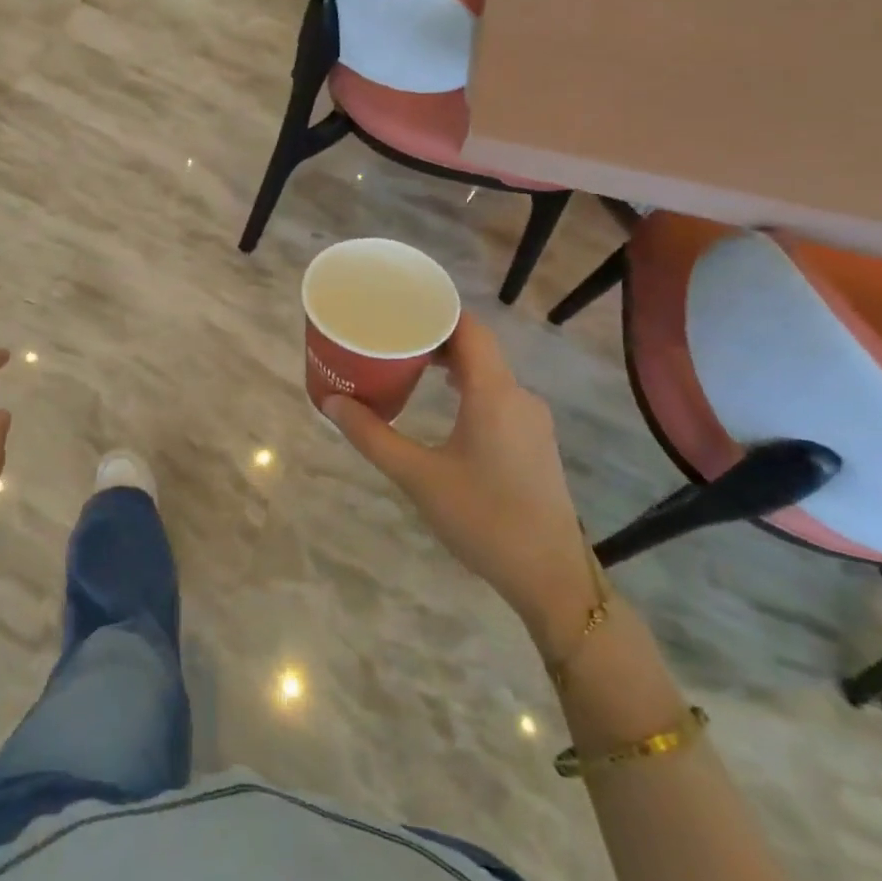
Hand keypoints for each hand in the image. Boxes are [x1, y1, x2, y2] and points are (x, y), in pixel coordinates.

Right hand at [325, 315, 596, 645]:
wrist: (550, 576)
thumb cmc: (483, 519)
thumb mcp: (418, 477)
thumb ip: (372, 436)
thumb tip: (331, 402)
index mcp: (494, 393)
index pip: (469, 328)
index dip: (436, 309)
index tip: (398, 304)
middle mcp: (518, 396)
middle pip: (477, 346)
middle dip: (434, 335)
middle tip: (391, 335)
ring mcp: (531, 419)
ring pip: (488, 372)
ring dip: (451, 362)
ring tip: (409, 364)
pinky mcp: (533, 441)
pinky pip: (498, 394)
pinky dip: (467, 385)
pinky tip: (442, 401)